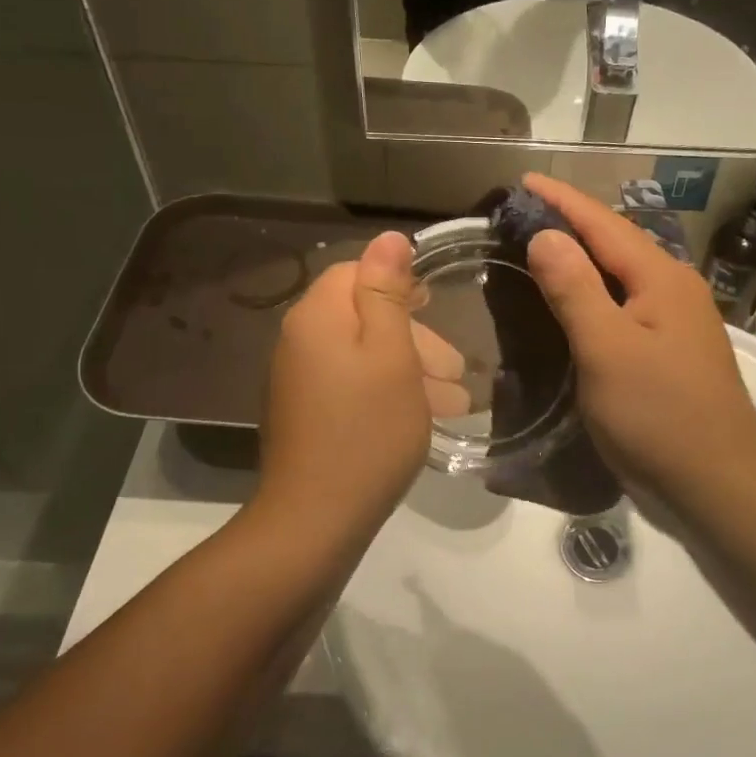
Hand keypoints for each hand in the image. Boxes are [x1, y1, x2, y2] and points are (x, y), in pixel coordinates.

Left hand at [256, 232, 430, 539]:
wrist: (316, 519)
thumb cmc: (367, 429)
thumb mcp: (390, 354)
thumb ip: (387, 291)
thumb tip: (388, 237)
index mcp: (317, 317)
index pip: (355, 272)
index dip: (398, 282)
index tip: (437, 304)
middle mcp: (300, 341)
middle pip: (362, 317)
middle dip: (414, 337)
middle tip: (456, 369)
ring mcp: (300, 381)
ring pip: (363, 357)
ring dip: (410, 371)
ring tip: (455, 403)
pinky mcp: (307, 415)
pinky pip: (352, 387)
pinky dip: (388, 394)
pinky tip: (423, 418)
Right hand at [520, 174, 755, 499]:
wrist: (719, 484)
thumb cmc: (658, 415)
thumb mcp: (606, 349)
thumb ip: (575, 289)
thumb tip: (547, 235)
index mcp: (661, 278)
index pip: (603, 224)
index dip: (562, 200)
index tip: (523, 180)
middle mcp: (674, 288)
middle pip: (616, 242)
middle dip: (572, 222)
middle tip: (524, 213)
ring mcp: (677, 321)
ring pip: (622, 273)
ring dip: (583, 255)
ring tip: (543, 246)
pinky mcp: (671, 350)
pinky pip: (626, 302)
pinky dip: (595, 290)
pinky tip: (577, 300)